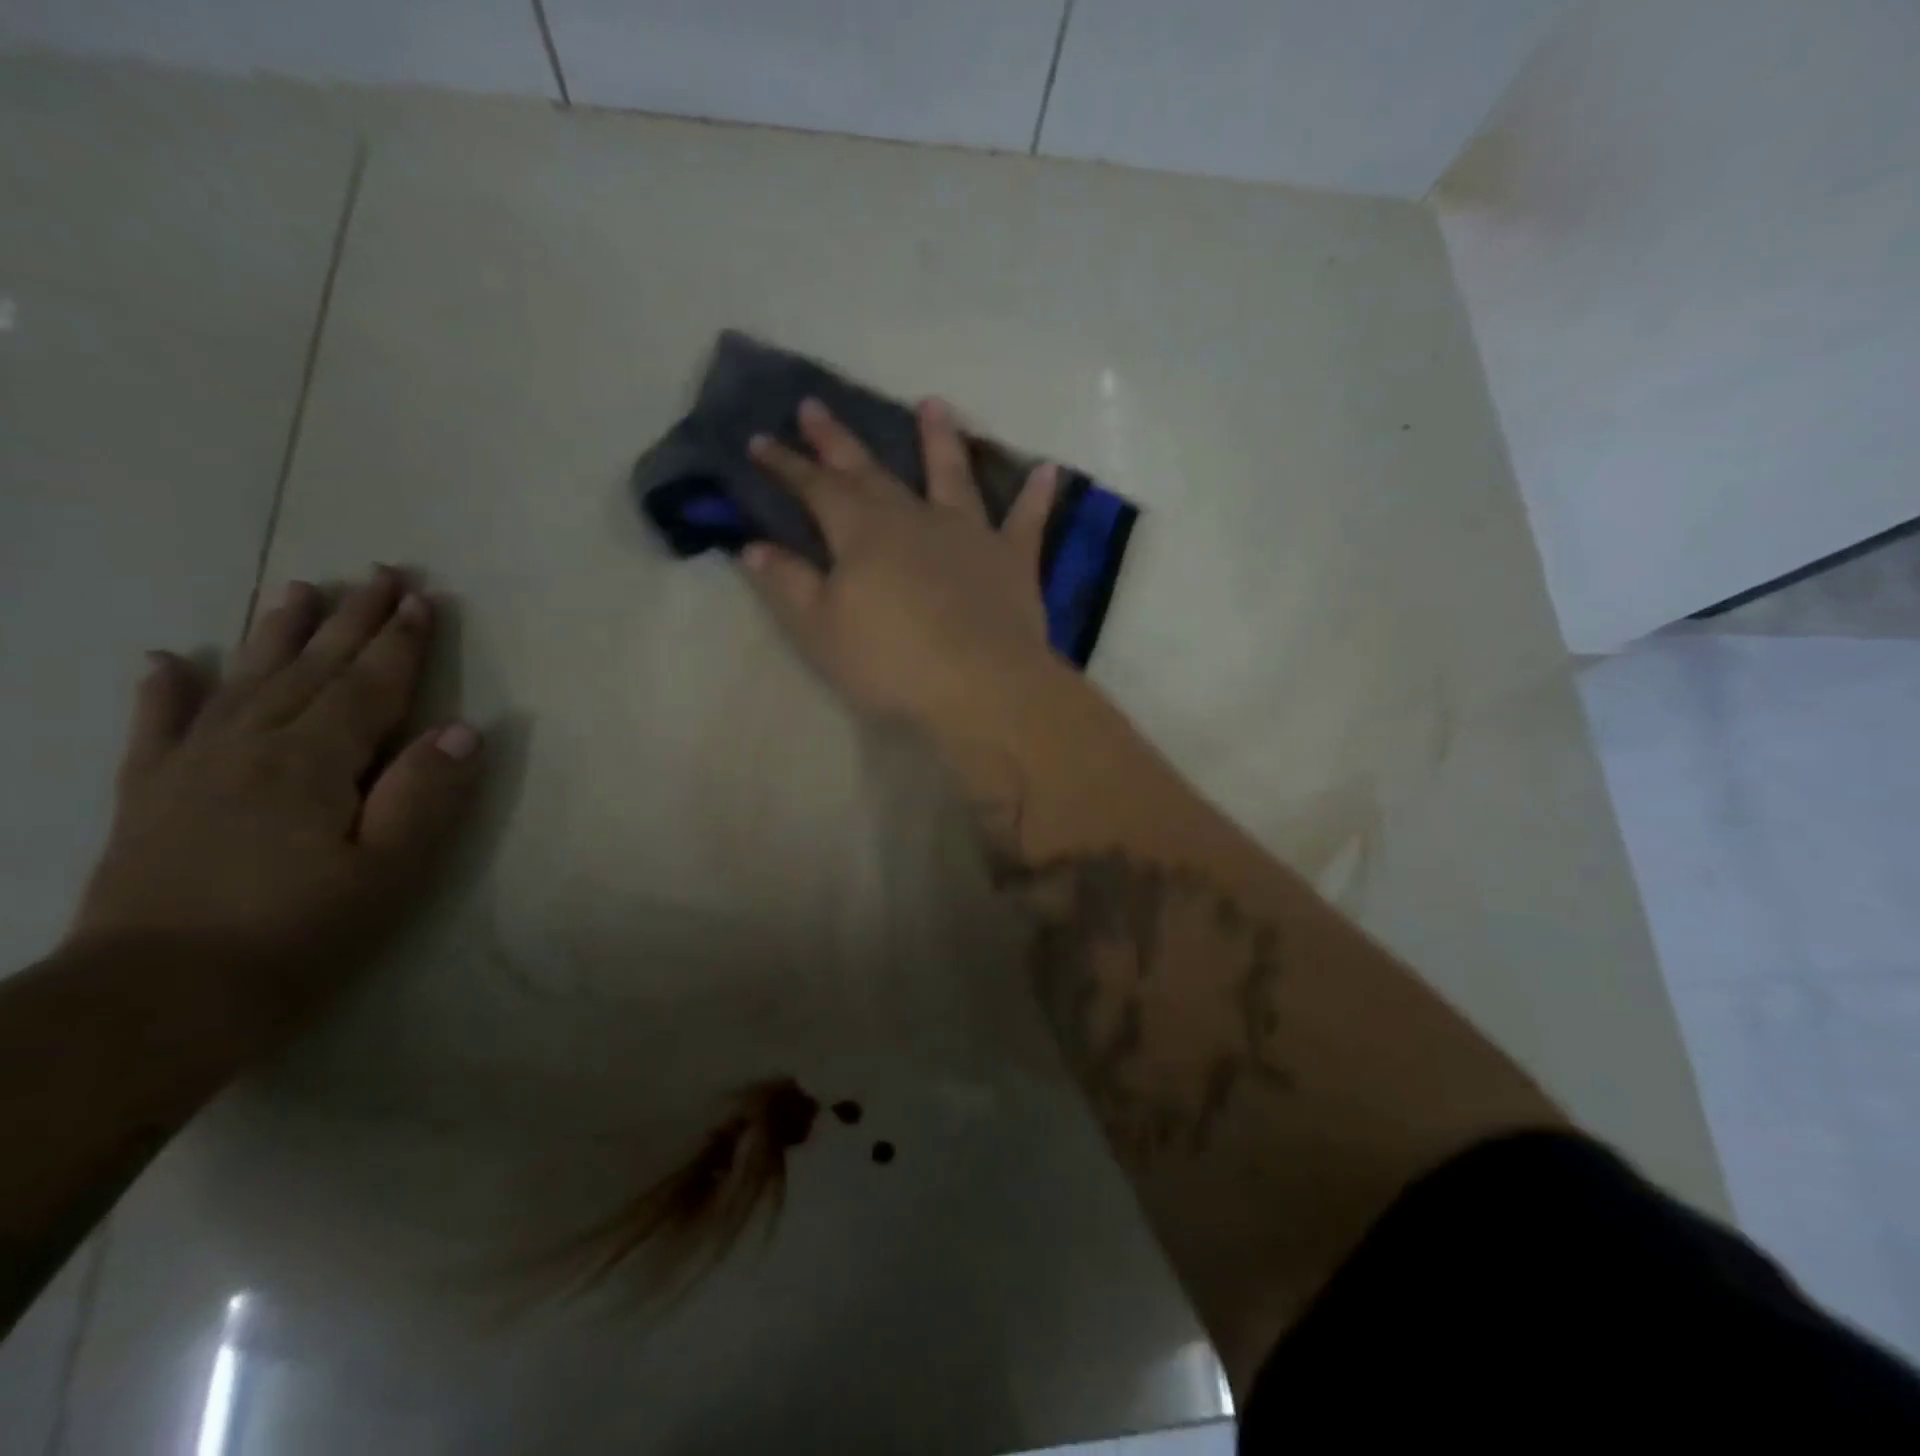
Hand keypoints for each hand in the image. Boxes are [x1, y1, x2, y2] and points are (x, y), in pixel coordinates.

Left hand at [65, 566, 480, 1022]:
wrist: (153, 1002)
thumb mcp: (387, 872)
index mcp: (314, 761)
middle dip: (353, 619)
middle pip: (312, 667)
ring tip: (298, 589)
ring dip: (276, 632)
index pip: (370, 685)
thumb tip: (462, 730)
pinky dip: (165, 691)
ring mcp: (190, 767)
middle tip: (381, 573)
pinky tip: (167, 662)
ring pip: (243, 680)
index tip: (424, 599)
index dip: (401, 642)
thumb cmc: (297, 935)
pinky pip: (157, 728)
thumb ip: (425, 795)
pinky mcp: (148, 797)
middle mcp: (250, 745)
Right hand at [743, 397, 1062, 731]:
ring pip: (952, 476)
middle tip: (814, 405)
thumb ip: (788, 584)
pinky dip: (1037, 496)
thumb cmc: (892, 664)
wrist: (982, 686)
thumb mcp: (822, 631)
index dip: (785, 465)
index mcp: (863, 534)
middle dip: (838, 441)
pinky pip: (1027, 521)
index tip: (758, 440)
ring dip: (940, 439)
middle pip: (870, 471)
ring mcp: (969, 534)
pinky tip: (1048, 470)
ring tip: (932, 405)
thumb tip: (753, 545)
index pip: (815, 488)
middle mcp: (915, 519)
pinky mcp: (1013, 560)